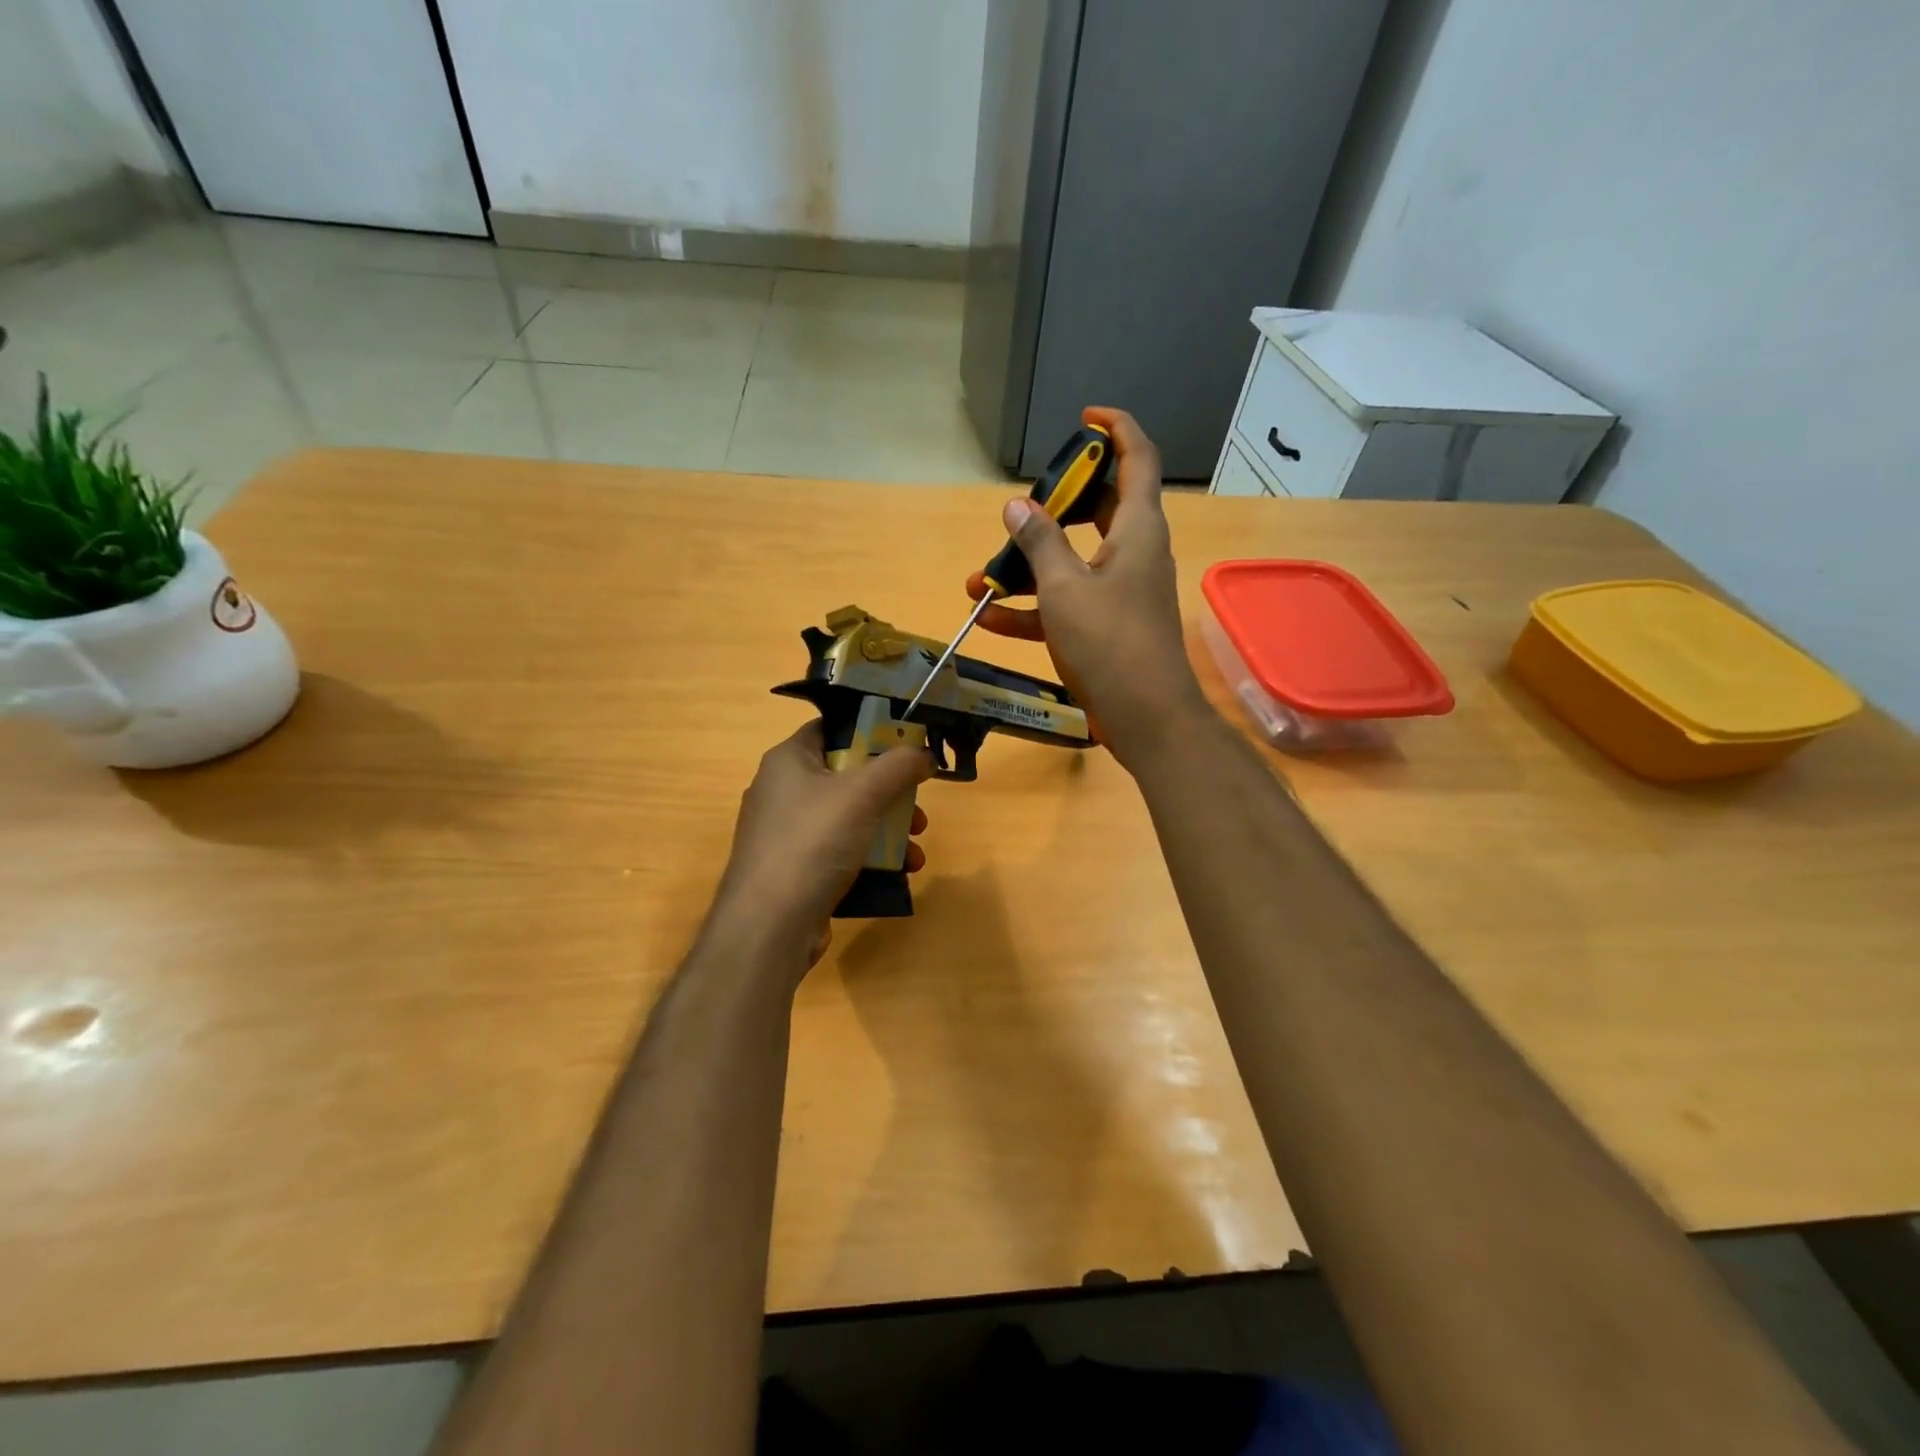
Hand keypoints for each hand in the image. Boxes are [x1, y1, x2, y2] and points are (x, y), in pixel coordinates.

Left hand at [705, 721, 931, 979]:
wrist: (769, 925)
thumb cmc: (813, 842)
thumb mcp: (863, 793)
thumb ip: (899, 765)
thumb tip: (923, 753)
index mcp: (788, 760)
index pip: (832, 729)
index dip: (870, 731)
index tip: (906, 745)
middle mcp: (782, 791)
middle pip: (847, 777)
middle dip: (890, 793)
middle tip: (918, 808)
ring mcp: (787, 833)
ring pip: (849, 818)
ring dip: (888, 830)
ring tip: (916, 850)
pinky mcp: (795, 869)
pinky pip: (840, 852)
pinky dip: (870, 858)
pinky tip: (899, 874)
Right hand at [967, 406, 1209, 771]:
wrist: (1145, 717)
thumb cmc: (1109, 642)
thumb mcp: (1064, 588)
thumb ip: (1039, 542)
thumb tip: (1016, 506)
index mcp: (1137, 529)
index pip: (1137, 458)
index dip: (1115, 429)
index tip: (1085, 419)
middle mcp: (1134, 552)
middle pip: (1099, 508)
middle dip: (1055, 506)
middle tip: (1020, 508)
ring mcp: (1120, 590)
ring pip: (1074, 560)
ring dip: (1030, 566)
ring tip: (983, 577)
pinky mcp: (1106, 625)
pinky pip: (1067, 603)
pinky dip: (1034, 608)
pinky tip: (991, 618)